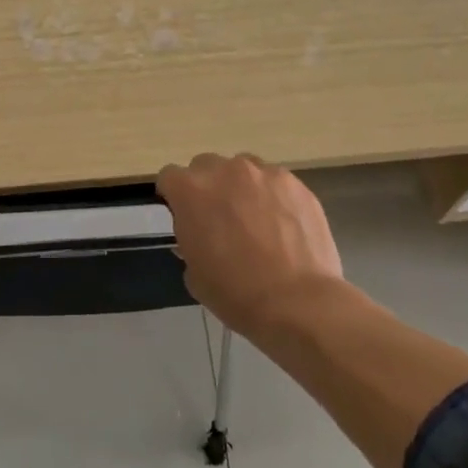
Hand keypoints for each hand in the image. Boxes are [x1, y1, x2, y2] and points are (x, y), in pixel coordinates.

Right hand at [156, 154, 343, 334]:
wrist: (297, 301)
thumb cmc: (235, 292)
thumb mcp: (194, 273)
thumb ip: (191, 241)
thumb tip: (201, 235)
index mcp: (190, 191)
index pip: (170, 177)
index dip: (174, 196)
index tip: (182, 214)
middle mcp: (224, 171)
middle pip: (206, 166)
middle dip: (208, 187)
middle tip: (219, 218)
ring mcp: (263, 174)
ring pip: (243, 169)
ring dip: (241, 187)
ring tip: (255, 219)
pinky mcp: (295, 183)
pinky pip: (275, 182)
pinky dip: (273, 197)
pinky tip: (283, 225)